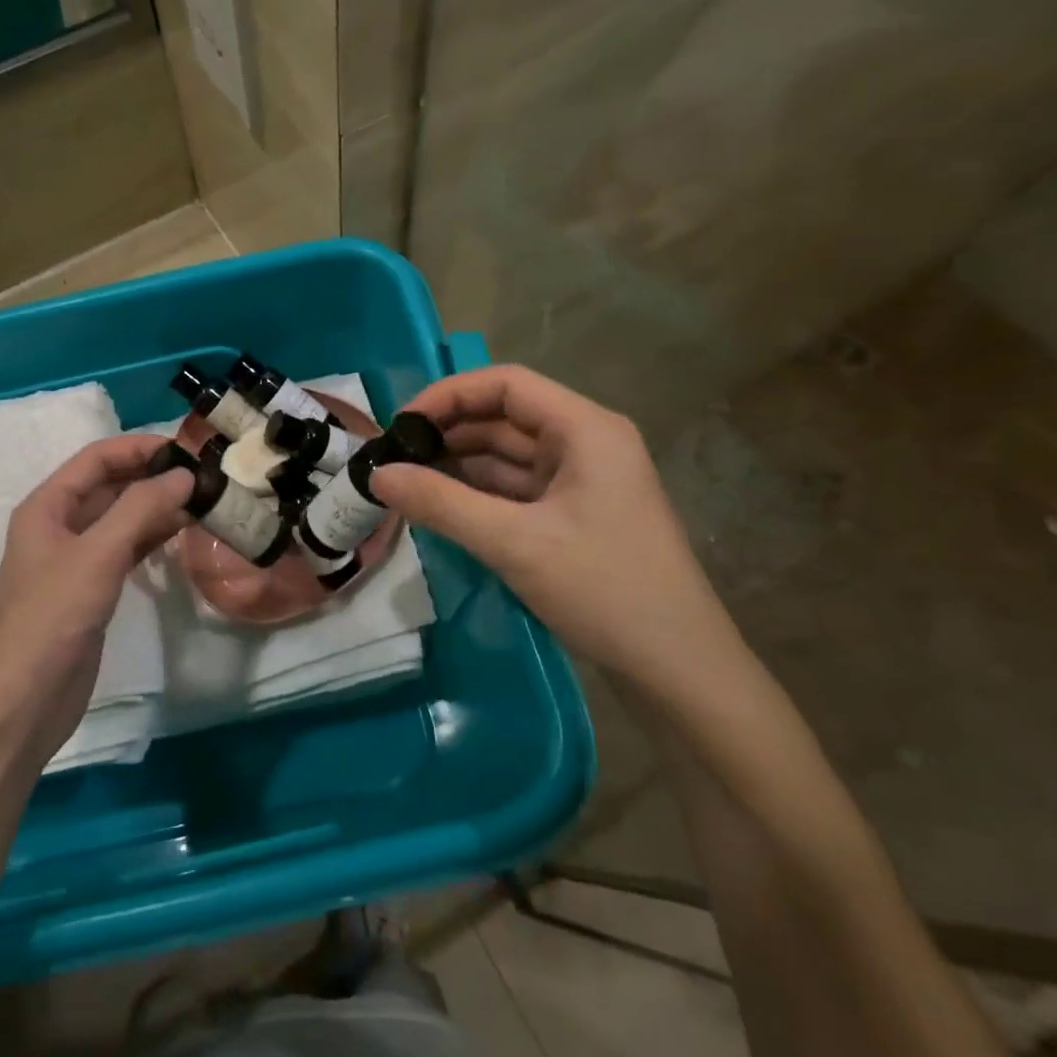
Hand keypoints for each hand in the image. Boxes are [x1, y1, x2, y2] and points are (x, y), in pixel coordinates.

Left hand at [0, 436, 191, 761]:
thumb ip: (141, 508)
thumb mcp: (98, 554)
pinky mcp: (92, 587)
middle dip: (151, 476)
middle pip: (109, 485)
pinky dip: (152, 536)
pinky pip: (126, 548)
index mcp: (47, 506)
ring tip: (201, 499)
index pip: (96, 458)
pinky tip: (182, 532)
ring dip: (156, 506)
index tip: (185, 448)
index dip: (138, 447)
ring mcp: (76, 558)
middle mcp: (59, 525)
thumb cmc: (55, 616)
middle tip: (201, 474)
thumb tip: (184, 475)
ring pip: (121, 517)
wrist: (27, 698)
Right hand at [371, 365, 741, 684]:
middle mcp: (585, 444)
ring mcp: (581, 482)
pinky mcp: (574, 517)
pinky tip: (440, 507)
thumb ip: (441, 504)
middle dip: (447, 433)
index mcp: (585, 429)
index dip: (447, 396)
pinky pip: (516, 491)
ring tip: (404, 482)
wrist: (680, 671)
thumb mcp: (514, 543)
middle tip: (391, 459)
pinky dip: (477, 495)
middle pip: (504, 418)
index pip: (505, 384)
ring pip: (507, 457)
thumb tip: (377, 476)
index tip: (400, 426)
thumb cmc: (605, 591)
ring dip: (458, 466)